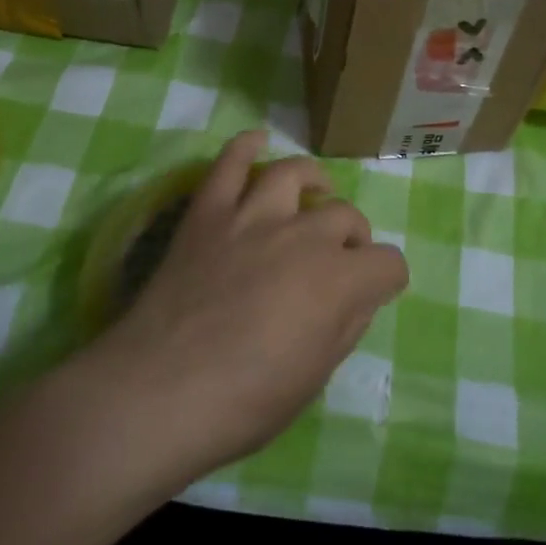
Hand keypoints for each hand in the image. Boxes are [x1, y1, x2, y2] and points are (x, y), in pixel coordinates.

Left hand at [92, 130, 407, 479]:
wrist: (158, 392)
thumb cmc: (242, 402)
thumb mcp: (312, 380)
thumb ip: (345, 328)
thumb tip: (358, 297)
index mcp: (338, 281)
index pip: (388, 264)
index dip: (387, 279)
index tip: (374, 292)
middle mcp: (303, 236)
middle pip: (346, 215)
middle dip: (353, 238)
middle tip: (337, 260)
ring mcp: (252, 216)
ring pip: (293, 174)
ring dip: (313, 181)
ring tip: (315, 192)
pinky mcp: (208, 212)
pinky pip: (229, 163)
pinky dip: (245, 146)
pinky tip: (257, 141)